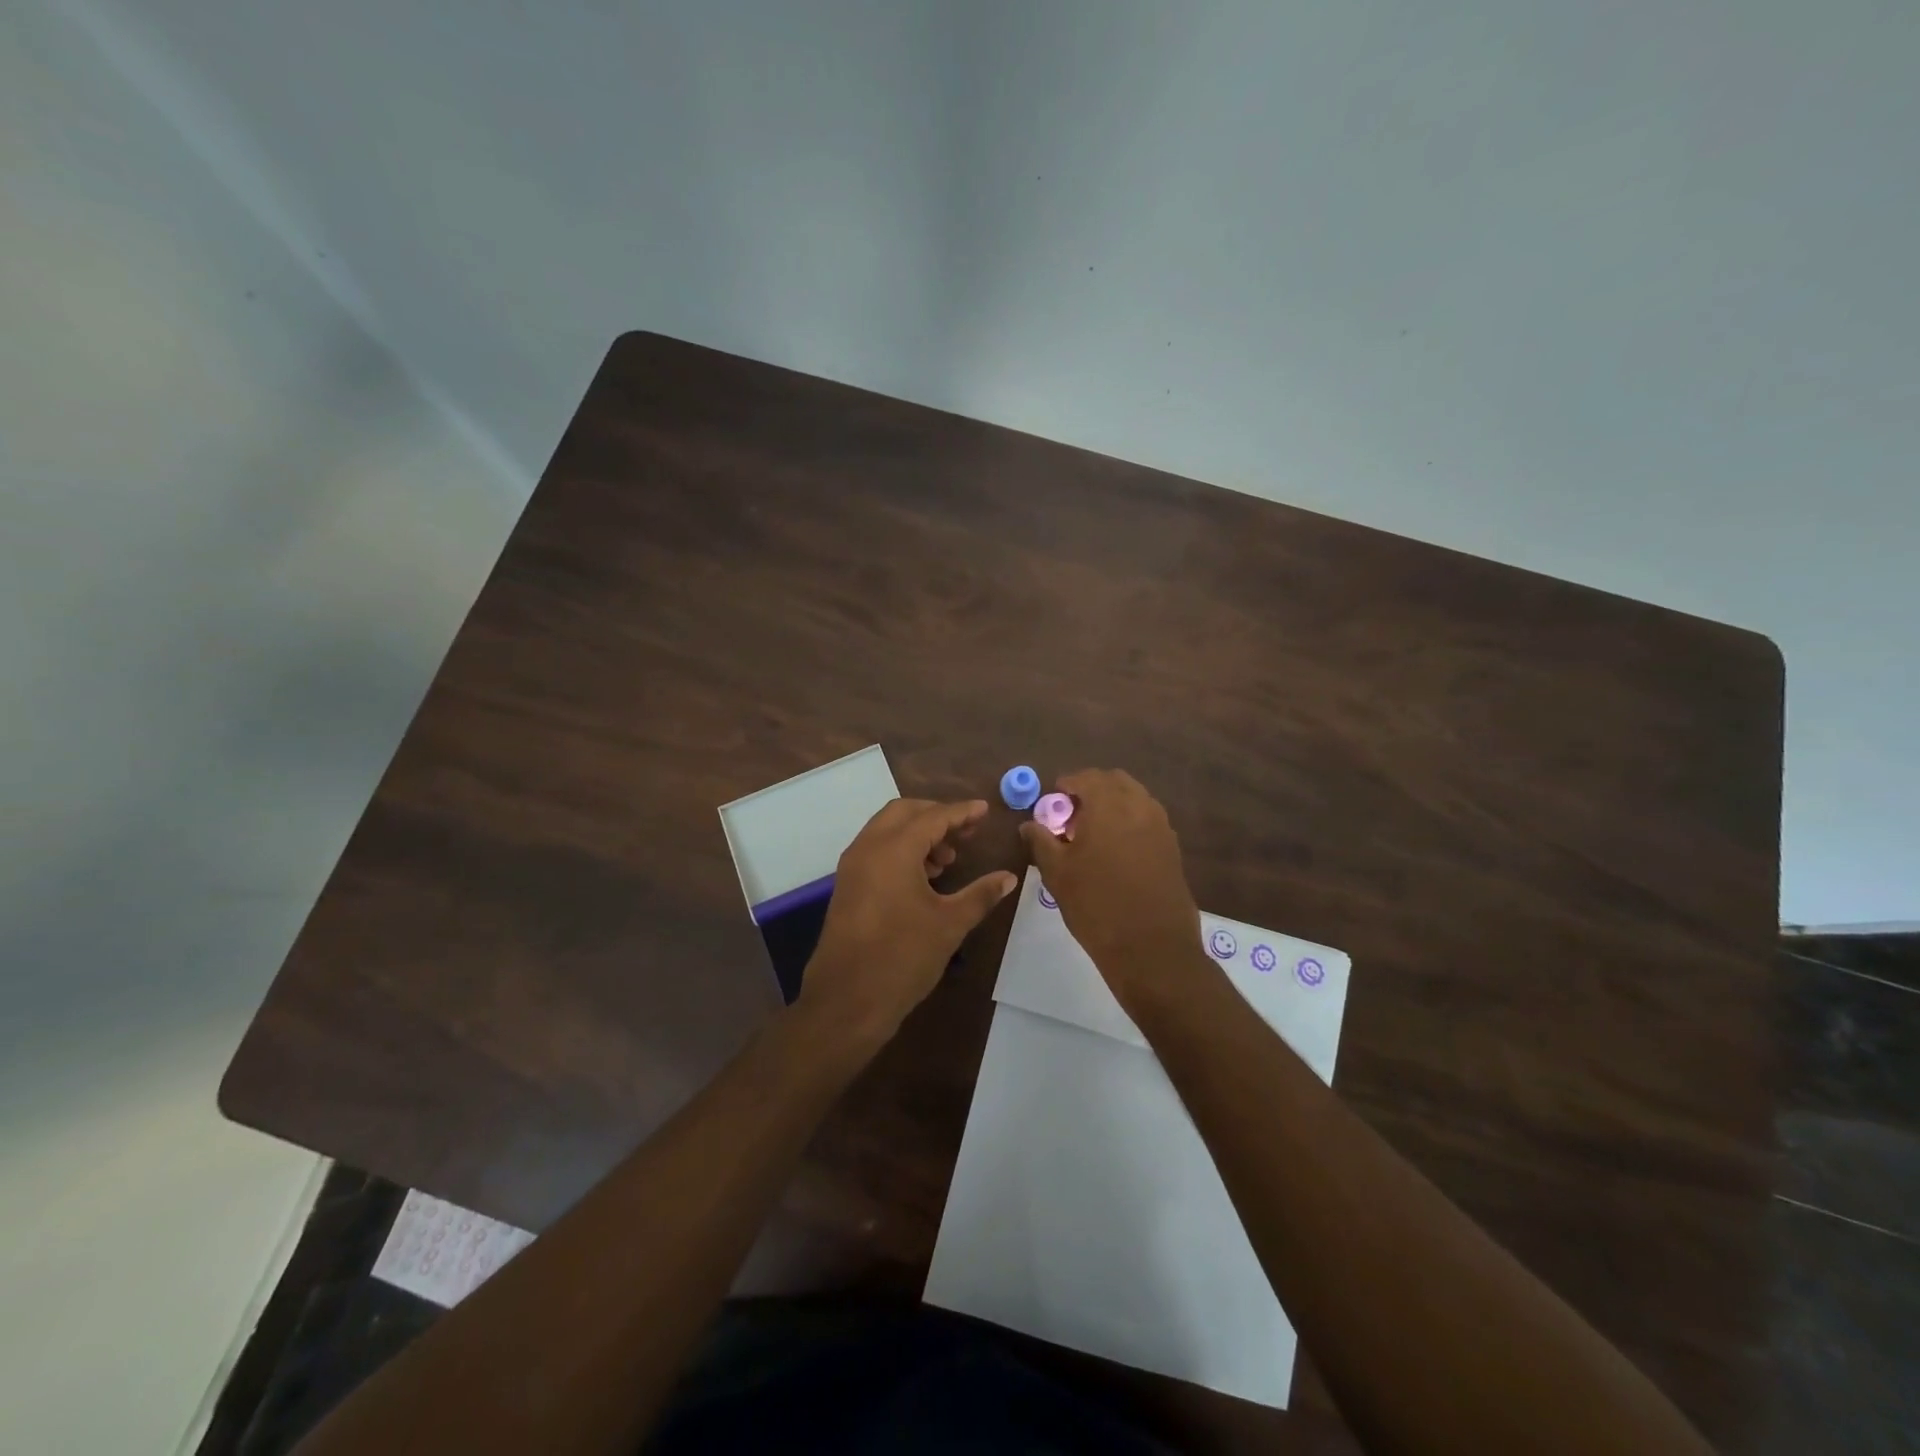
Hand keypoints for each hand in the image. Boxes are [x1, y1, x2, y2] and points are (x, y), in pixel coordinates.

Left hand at [801, 798, 1016, 1045]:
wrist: (847, 1001)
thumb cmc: (903, 958)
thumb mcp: (949, 924)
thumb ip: (980, 895)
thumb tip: (1008, 877)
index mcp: (894, 850)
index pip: (933, 817)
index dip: (962, 812)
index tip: (985, 810)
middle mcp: (868, 847)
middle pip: (905, 812)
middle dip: (937, 816)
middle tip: (967, 832)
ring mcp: (853, 866)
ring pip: (887, 829)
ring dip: (918, 833)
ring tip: (948, 859)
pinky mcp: (847, 885)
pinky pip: (876, 849)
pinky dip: (901, 849)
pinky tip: (924, 877)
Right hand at [1019, 769, 1205, 1008]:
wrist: (1151, 947)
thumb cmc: (1096, 905)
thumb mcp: (1057, 873)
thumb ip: (1041, 841)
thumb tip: (1030, 824)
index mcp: (1108, 805)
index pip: (1085, 778)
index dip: (1065, 786)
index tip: (1051, 805)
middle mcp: (1139, 806)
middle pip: (1114, 781)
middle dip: (1091, 790)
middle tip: (1071, 817)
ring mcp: (1161, 826)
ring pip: (1135, 798)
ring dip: (1113, 804)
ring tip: (1093, 835)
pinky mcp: (1172, 847)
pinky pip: (1148, 819)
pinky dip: (1130, 822)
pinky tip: (1115, 852)